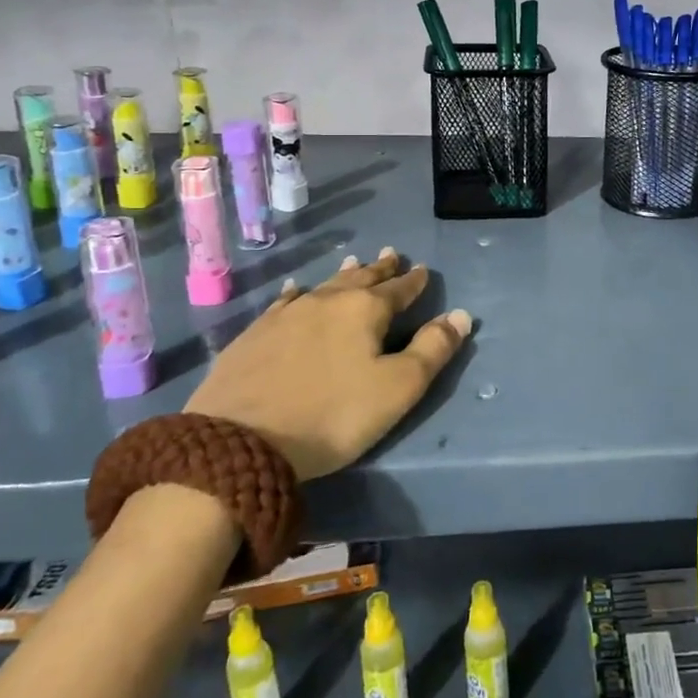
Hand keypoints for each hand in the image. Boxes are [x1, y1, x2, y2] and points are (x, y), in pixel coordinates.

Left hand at [185, 248, 470, 480]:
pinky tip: (296, 290)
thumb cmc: (332, 416)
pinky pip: (285, 302)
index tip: (422, 270)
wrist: (237, 443)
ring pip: (323, 286)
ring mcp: (286, 315)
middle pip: (361, 279)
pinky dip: (299, 293)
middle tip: (391, 254)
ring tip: (353, 263)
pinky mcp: (254, 335)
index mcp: (365, 310)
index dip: (414, 281)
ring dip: (343, 276)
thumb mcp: (397, 389)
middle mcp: (327, 301)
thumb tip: (460, 315)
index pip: (399, 289)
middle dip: (380, 268)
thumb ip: (433, 349)